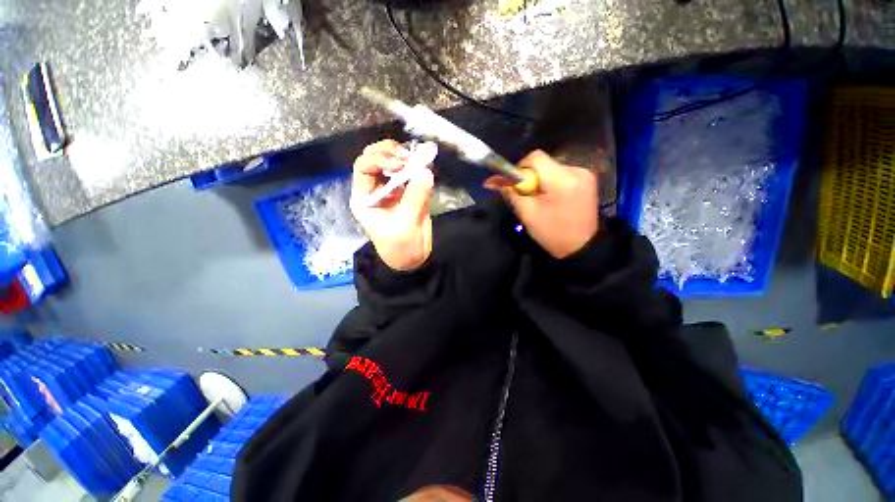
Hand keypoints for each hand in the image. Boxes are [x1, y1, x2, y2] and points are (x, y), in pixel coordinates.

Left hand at [350, 139, 434, 270]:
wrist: (413, 259)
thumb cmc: (400, 247)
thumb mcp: (404, 225)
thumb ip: (414, 197)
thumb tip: (425, 171)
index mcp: (364, 197)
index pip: (364, 167)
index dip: (381, 159)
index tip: (402, 162)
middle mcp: (376, 188)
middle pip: (376, 158)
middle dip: (391, 151)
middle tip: (408, 155)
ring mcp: (394, 188)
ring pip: (394, 162)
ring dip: (406, 155)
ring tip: (420, 156)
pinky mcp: (410, 191)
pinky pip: (413, 173)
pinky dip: (420, 166)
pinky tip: (427, 162)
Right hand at [485, 150, 598, 258]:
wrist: (581, 248)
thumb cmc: (552, 233)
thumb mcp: (527, 214)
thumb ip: (510, 192)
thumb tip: (491, 180)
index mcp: (562, 180)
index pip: (535, 158)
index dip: (520, 169)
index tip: (517, 186)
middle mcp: (577, 170)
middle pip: (544, 163)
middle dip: (531, 177)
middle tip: (527, 196)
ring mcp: (585, 174)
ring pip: (552, 168)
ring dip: (541, 180)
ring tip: (541, 200)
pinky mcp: (588, 179)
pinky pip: (562, 173)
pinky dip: (552, 183)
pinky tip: (553, 199)